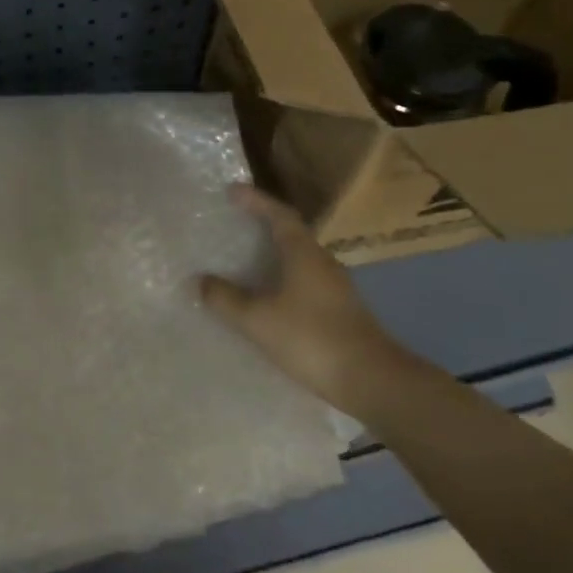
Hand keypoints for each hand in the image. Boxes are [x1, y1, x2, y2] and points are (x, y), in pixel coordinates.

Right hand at [200, 185, 412, 407]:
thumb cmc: (311, 339)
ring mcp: (335, 289)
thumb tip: (200, 280)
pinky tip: (266, 298)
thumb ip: (225, 298)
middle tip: (234, 223)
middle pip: (291, 234)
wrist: (371, 381)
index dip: (256, 201)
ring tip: (244, 260)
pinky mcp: (338, 312)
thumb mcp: (257, 319)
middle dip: (263, 225)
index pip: (279, 216)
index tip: (232, 190)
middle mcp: (322, 263)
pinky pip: (303, 283)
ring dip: (272, 255)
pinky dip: (281, 280)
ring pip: (298, 260)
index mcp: (304, 254)